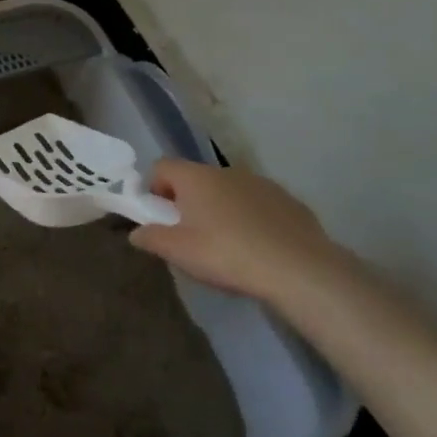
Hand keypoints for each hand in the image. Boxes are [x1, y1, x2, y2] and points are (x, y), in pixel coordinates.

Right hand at [128, 159, 352, 306]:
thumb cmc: (227, 254)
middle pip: (195, 179)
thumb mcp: (178, 252)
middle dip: (187, 203)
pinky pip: (257, 204)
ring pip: (227, 191)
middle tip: (189, 237)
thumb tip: (136, 233)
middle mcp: (226, 171)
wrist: (300, 269)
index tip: (159, 218)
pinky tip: (257, 248)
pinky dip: (250, 219)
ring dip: (219, 210)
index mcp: (195, 178)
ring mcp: (261, 183)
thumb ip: (151, 238)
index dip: (153, 189)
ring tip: (226, 246)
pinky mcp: (288, 201)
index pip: (161, 167)